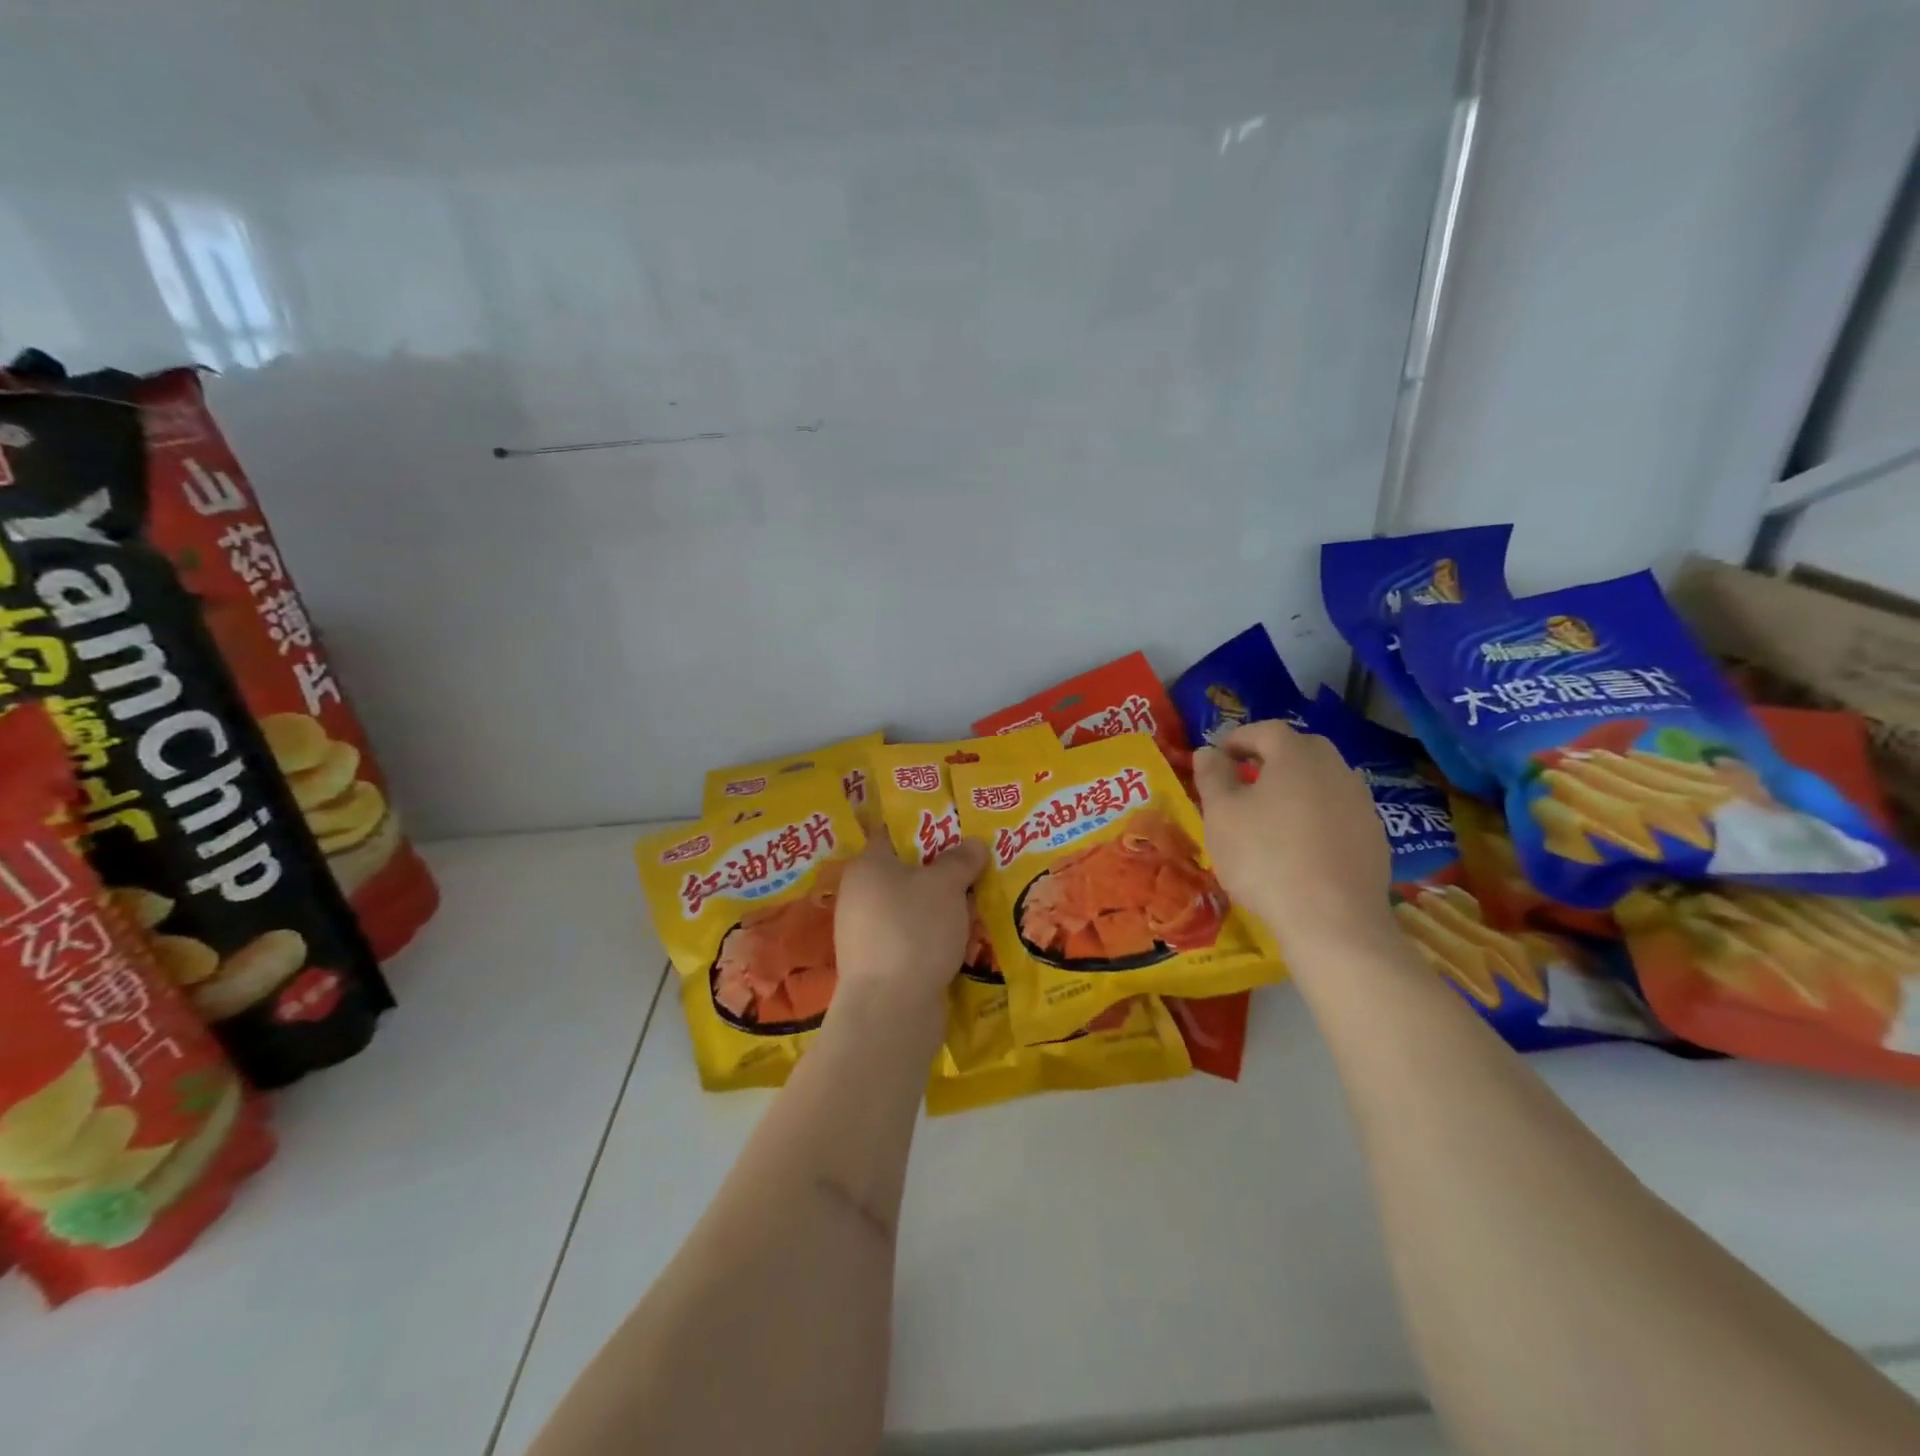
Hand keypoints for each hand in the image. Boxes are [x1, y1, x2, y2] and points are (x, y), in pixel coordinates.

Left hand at [833, 835, 987, 1012]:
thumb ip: (960, 860)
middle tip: (978, 862)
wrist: (891, 1010)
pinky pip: (913, 938)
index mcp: (867, 865)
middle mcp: (859, 895)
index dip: (925, 825)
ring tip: (978, 901)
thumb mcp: (945, 885)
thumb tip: (974, 843)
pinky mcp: (880, 965)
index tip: (956, 824)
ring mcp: (867, 933)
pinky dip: (935, 936)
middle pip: (905, 871)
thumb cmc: (914, 929)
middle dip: (940, 869)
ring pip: (912, 907)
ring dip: (940, 905)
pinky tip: (963, 939)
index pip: (893, 832)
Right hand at [1192, 719, 1391, 955]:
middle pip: (1300, 750)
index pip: (1264, 730)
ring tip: (1270, 815)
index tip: (1217, 757)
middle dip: (1270, 759)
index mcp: (1296, 755)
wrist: (1333, 921)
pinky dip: (1316, 817)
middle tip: (1244, 780)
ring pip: (1322, 781)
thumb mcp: (1221, 815)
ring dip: (1295, 788)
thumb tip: (1208, 751)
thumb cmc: (1265, 858)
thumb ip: (1212, 776)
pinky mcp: (1375, 837)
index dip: (1237, 739)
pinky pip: (1338, 813)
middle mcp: (1336, 768)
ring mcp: (1361, 803)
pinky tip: (1301, 846)